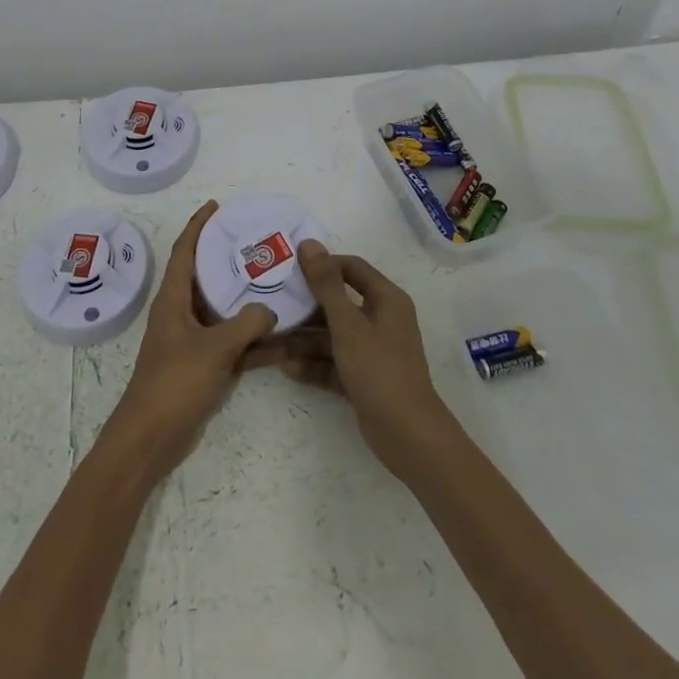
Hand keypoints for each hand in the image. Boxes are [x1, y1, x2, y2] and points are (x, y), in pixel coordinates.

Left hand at [102, 200, 276, 483]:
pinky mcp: (201, 367)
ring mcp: (191, 341)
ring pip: (222, 312)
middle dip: (227, 260)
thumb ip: (247, 324)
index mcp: (173, 299)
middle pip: (204, 277)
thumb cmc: (174, 382)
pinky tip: (283, 340)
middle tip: (256, 244)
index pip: (184, 251)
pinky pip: (231, 344)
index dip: (198, 226)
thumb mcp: (215, 348)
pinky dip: (252, 342)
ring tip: (277, 284)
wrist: (151, 438)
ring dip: (246, 302)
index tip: (216, 206)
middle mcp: (180, 313)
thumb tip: (270, 309)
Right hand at [269, 240, 456, 476]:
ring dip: (305, 339)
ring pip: (333, 335)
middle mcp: (381, 319)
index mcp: (386, 299)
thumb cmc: (378, 369)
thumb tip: (309, 243)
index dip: (322, 266)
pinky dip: (314, 364)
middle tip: (274, 304)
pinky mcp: (364, 377)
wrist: (406, 435)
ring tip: (271, 341)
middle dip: (306, 306)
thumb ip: (326, 284)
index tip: (290, 270)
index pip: (351, 268)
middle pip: (339, 303)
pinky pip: (334, 362)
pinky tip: (286, 367)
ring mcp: (372, 350)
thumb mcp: (347, 324)